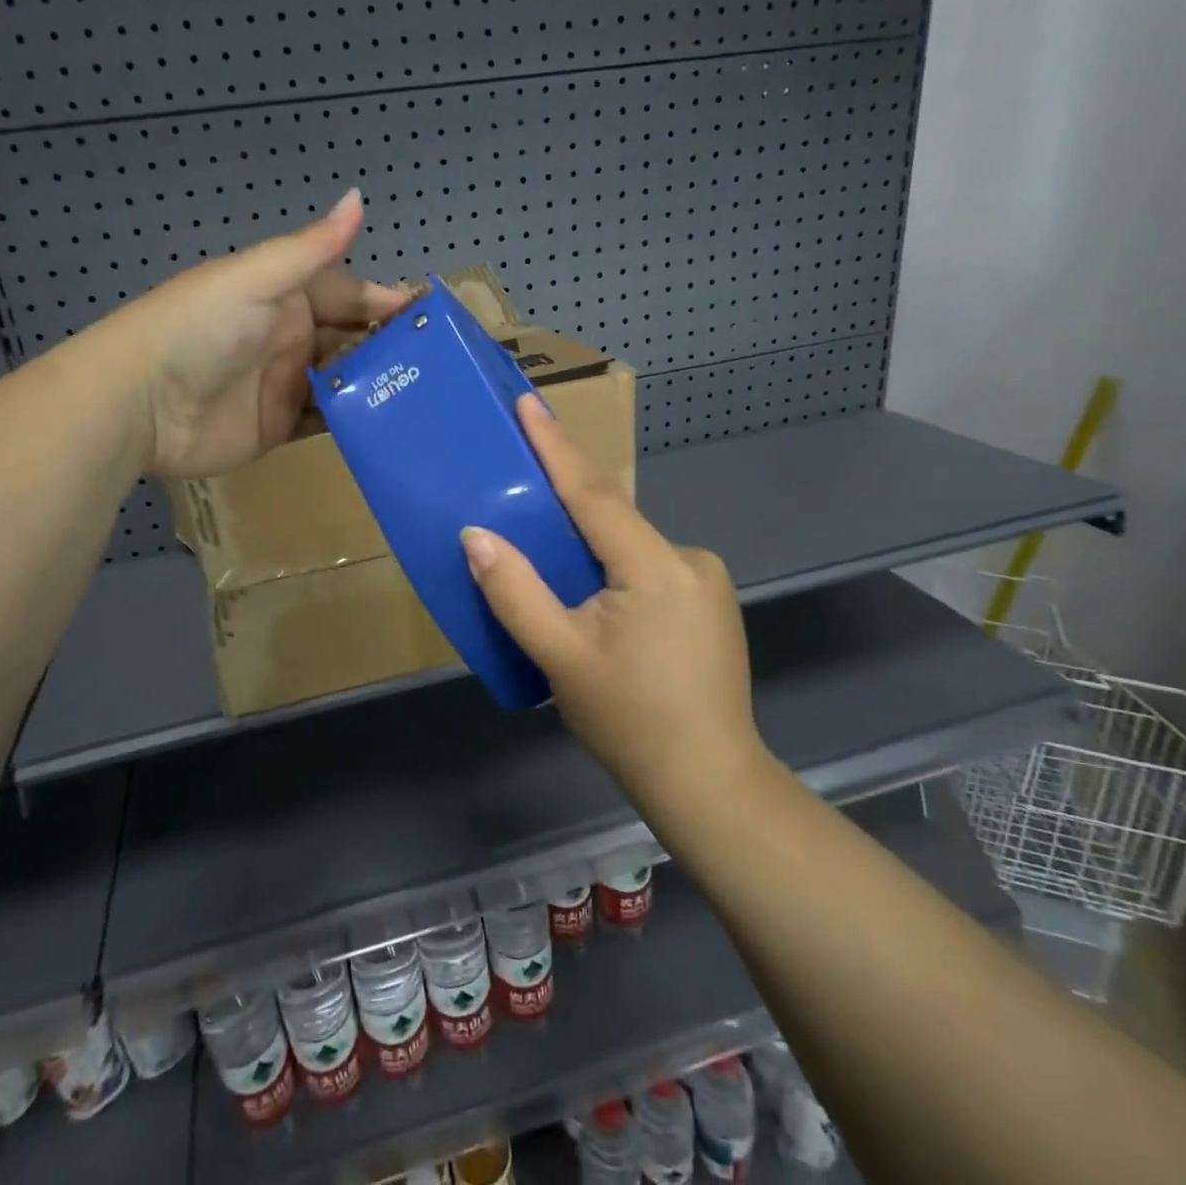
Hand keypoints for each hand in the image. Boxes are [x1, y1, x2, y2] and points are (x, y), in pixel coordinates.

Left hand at [123, 190, 407, 478]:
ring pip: (344, 383)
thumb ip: (311, 249)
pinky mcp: (278, 427)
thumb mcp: (255, 280)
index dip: (386, 303)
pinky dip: (354, 422)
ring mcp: (285, 385)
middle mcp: (290, 338)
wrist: (138, 403)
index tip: (434, 318)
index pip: (349, 295)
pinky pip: (325, 422)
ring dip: (378, 386)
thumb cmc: (198, 329)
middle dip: (390, 349)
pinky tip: (389, 426)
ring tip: (427, 398)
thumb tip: (359, 197)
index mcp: (285, 297)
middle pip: (351, 340)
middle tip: (441, 366)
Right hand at [460, 397, 764, 803]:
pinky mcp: (710, 601)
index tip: (529, 403)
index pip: (594, 494)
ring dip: (591, 547)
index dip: (556, 447)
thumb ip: (516, 593)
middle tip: (520, 487)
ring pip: (630, 546)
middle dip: (567, 502)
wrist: (708, 782)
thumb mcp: (560, 658)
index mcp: (655, 566)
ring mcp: (707, 580)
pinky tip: (596, 602)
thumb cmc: (629, 721)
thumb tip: (475, 536)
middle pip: (613, 519)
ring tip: (551, 567)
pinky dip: (615, 569)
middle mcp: (689, 558)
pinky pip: (650, 567)